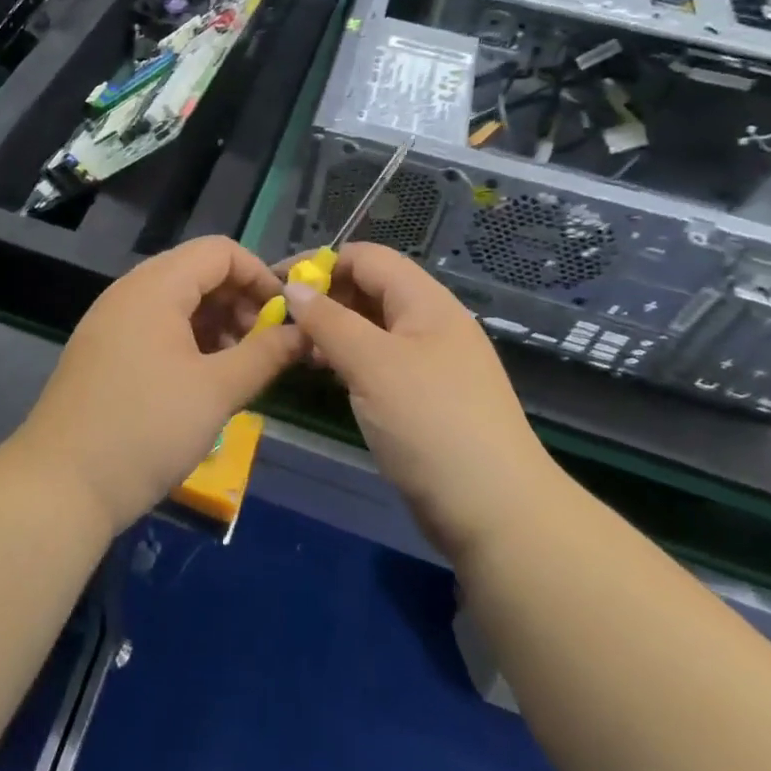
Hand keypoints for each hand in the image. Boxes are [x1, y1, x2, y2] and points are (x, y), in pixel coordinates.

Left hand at [15, 237, 304, 532]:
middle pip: (198, 272)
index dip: (259, 275)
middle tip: (265, 346)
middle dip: (240, 301)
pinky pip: (156, 326)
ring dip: (216, 323)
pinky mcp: (104, 351)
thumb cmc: (146, 430)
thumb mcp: (217, 391)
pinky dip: (189, 340)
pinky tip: (205, 378)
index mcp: (155, 286)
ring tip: (240, 366)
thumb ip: (265, 354)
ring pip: (178, 302)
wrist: (60, 487)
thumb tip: (304, 332)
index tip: (285, 316)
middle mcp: (130, 291)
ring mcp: (112, 321)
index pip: (220, 251)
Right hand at [281, 243, 557, 561]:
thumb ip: (329, 322)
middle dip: (324, 298)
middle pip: (369, 289)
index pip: (366, 258)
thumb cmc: (431, 424)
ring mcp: (430, 361)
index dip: (320, 263)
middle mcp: (430, 322)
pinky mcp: (425, 397)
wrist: (496, 512)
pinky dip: (349, 360)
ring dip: (333, 331)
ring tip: (295, 350)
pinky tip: (325, 376)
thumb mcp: (372, 365)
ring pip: (372, 328)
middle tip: (280, 322)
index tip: (275, 284)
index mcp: (426, 301)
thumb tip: (293, 288)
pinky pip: (379, 362)